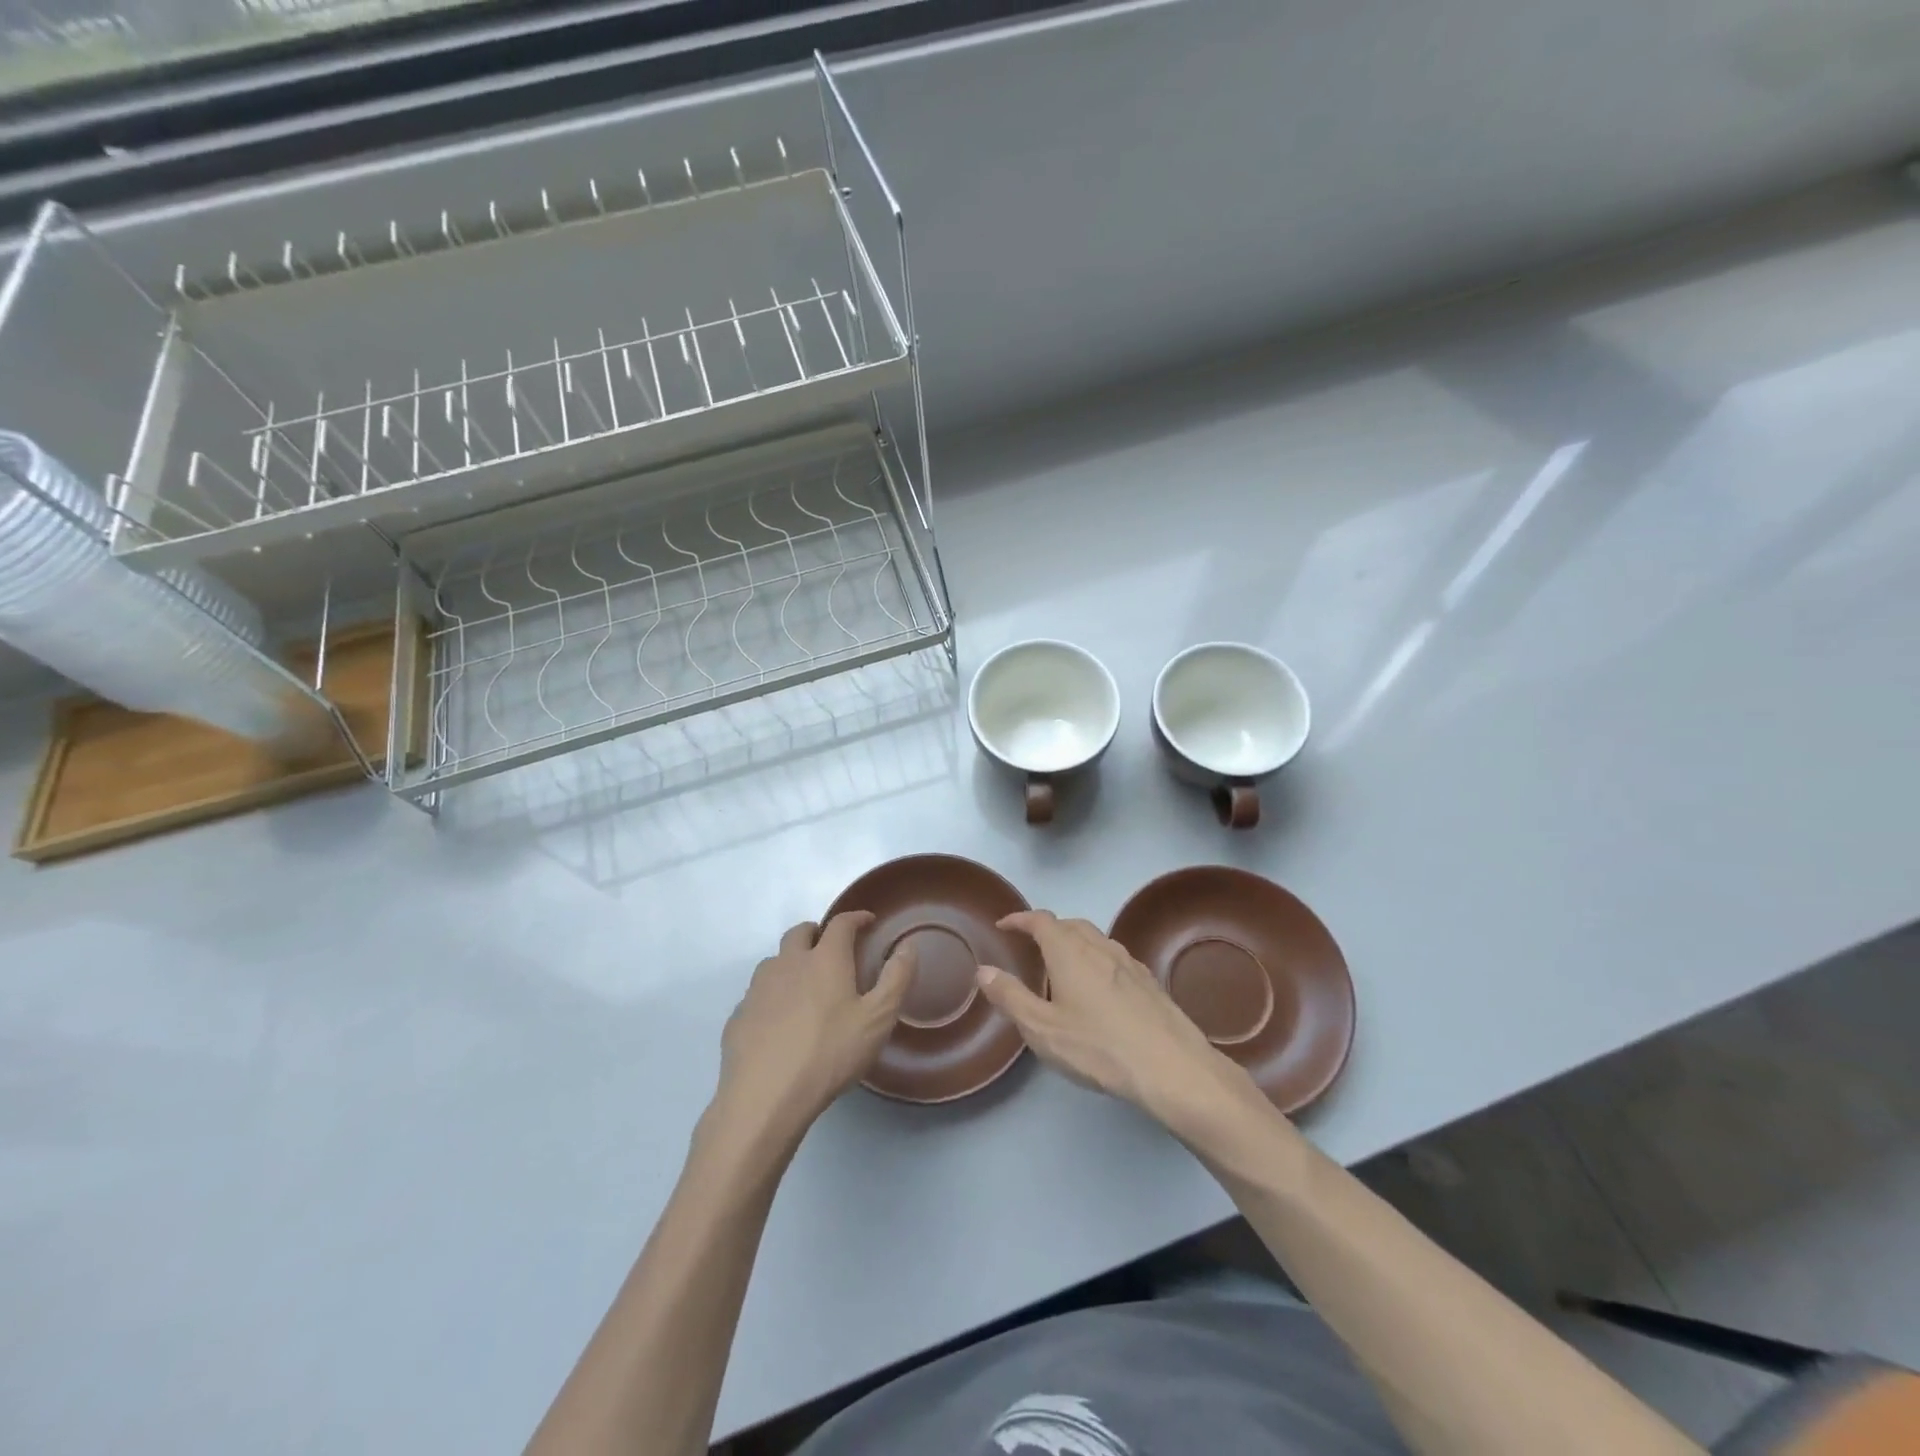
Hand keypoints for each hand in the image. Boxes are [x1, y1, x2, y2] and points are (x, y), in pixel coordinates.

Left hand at [713, 913, 912, 1143]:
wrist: (765, 1096)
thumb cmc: (830, 1053)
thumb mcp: (878, 1019)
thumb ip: (896, 978)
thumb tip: (908, 946)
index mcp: (824, 959)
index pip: (841, 924)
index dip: (856, 918)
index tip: (867, 921)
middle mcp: (788, 964)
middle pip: (800, 932)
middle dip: (818, 933)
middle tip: (832, 949)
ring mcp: (758, 989)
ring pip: (775, 961)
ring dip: (791, 962)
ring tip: (805, 985)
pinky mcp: (739, 1016)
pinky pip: (758, 994)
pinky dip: (773, 996)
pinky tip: (780, 1022)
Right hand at [976, 910, 1263, 1132]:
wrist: (1172, 1067)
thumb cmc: (1098, 1047)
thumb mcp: (1042, 1029)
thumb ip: (1010, 997)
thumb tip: (983, 970)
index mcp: (1069, 952)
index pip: (1040, 920)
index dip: (1020, 919)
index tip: (1004, 925)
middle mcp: (1099, 947)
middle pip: (1070, 924)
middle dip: (1047, 928)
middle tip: (1031, 944)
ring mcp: (1129, 962)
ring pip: (1095, 939)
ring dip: (1074, 941)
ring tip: (1062, 964)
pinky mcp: (1149, 981)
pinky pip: (1114, 957)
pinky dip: (1097, 959)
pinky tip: (1099, 986)